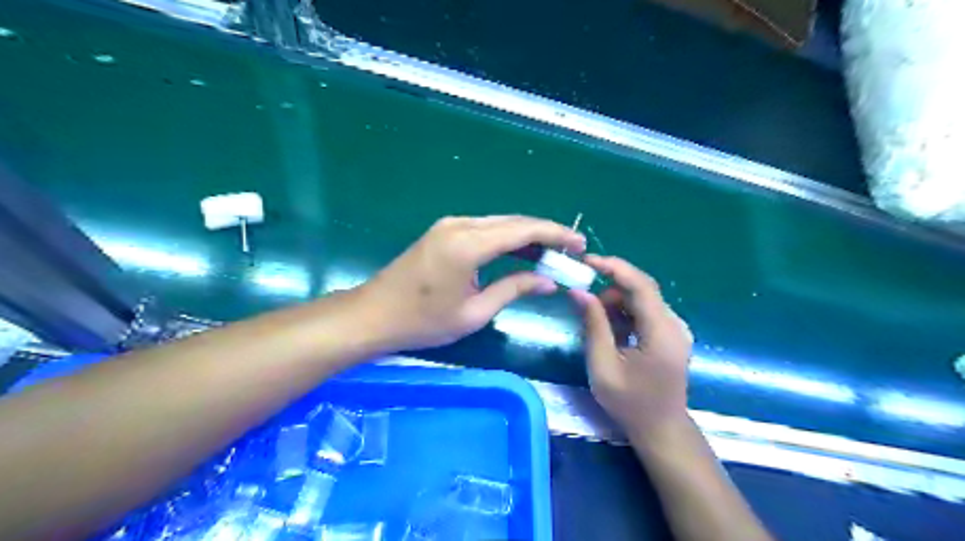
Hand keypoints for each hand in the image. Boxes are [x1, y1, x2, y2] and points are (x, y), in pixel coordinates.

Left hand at [353, 216, 580, 350]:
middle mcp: (461, 225)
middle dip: (545, 233)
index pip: (523, 230)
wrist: (373, 314)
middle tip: (571, 250)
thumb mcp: (474, 312)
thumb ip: (514, 289)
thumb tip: (550, 281)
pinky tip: (521, 252)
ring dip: (527, 235)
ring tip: (552, 253)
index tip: (579, 244)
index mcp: (468, 244)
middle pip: (514, 222)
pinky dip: (507, 238)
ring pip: (500, 223)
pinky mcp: (444, 231)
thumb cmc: (423, 321)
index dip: (555, 234)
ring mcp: (450, 225)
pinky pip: (484, 228)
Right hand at [568, 256, 694, 436]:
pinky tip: (614, 335)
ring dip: (615, 305)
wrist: (661, 429)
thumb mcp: (603, 366)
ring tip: (599, 330)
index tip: (586, 261)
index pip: (641, 285)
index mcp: (662, 332)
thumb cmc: (630, 403)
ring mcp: (675, 328)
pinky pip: (644, 312)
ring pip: (641, 300)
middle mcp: (674, 324)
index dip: (614, 267)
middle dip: (609, 292)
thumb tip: (578, 292)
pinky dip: (624, 315)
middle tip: (584, 307)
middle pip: (640, 290)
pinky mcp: (671, 334)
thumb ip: (593, 325)